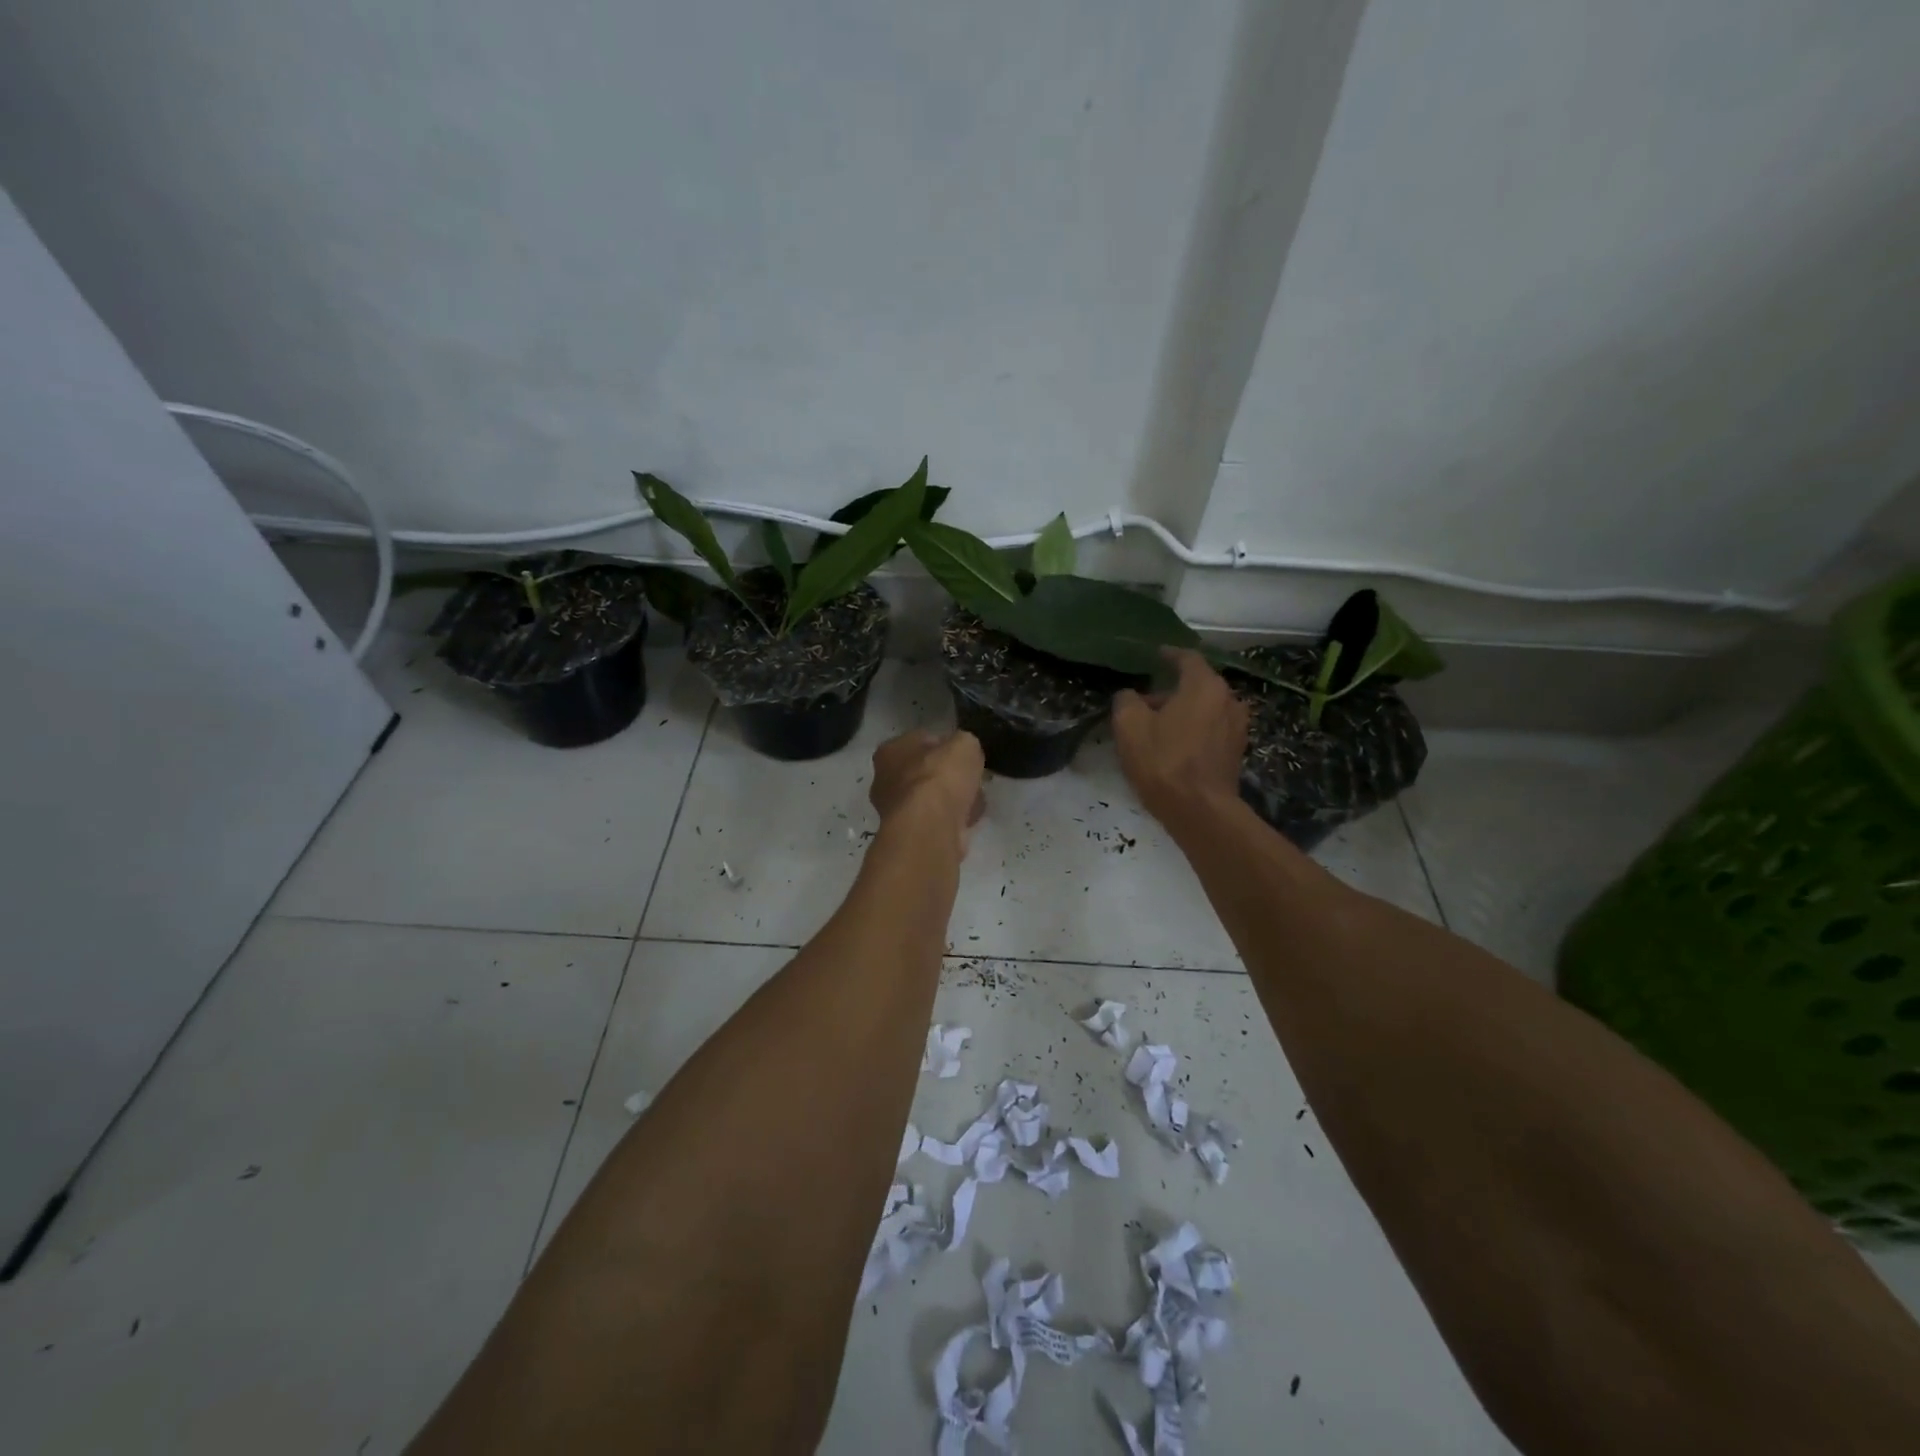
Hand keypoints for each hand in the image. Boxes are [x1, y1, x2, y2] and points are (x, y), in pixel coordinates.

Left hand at [869, 729, 986, 857]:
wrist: (930, 829)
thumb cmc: (940, 778)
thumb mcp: (965, 745)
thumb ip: (964, 744)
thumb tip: (964, 753)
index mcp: (890, 751)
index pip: (920, 741)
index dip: (946, 746)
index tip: (964, 756)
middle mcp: (884, 780)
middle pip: (924, 772)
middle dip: (948, 777)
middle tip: (970, 779)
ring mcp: (895, 811)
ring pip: (930, 799)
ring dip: (952, 800)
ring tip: (975, 801)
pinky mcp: (908, 835)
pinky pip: (936, 820)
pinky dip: (952, 820)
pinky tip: (968, 820)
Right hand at [1112, 649, 1248, 829]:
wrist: (1201, 811)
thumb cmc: (1164, 761)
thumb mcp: (1129, 726)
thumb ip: (1126, 701)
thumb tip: (1130, 696)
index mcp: (1205, 685)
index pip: (1187, 658)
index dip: (1169, 655)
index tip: (1156, 655)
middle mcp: (1228, 699)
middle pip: (1197, 685)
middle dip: (1170, 691)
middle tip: (1144, 702)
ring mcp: (1237, 727)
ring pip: (1205, 708)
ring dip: (1183, 712)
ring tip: (1156, 727)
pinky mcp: (1236, 752)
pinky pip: (1211, 729)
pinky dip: (1194, 729)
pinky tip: (1174, 746)